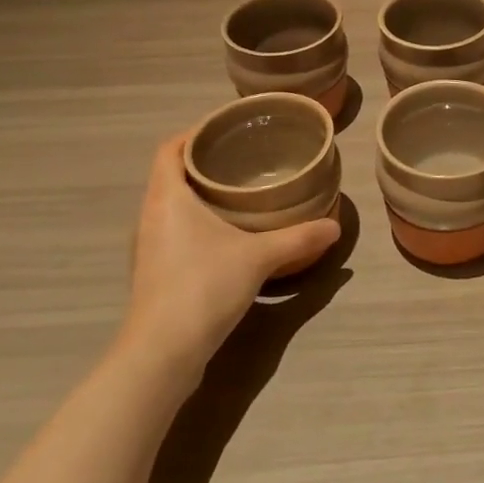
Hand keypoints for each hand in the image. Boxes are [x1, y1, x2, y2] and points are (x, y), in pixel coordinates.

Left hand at [114, 133, 340, 391]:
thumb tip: (335, 226)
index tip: (227, 128)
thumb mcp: (259, 258)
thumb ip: (299, 238)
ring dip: (200, 193)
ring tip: (241, 191)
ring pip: (172, 204)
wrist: (162, 354)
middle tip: (246, 156)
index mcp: (167, 198)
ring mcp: (149, 247)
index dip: (194, 132)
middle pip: (171, 174)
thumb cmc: (203, 287)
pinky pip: (174, 230)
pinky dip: (197, 221)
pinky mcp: (155, 272)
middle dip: (205, 162)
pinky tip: (229, 233)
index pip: (169, 148)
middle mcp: (151, 216)